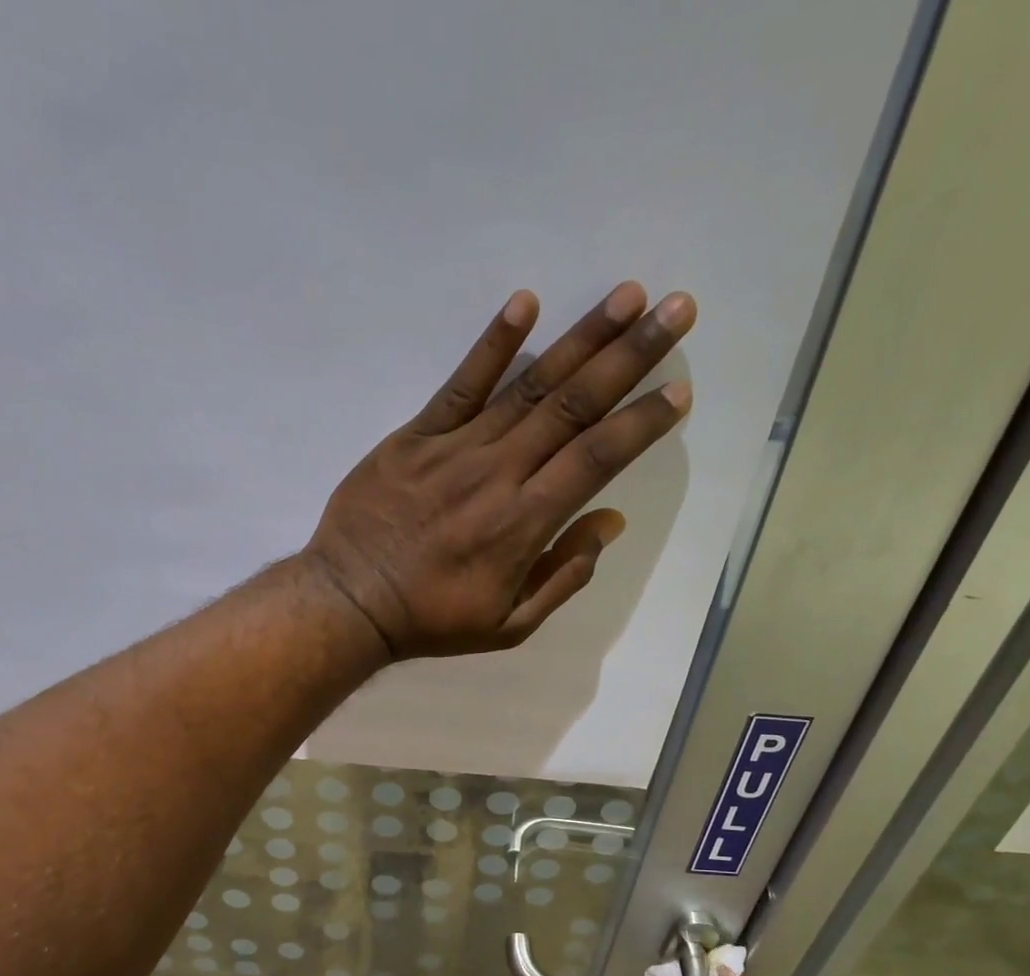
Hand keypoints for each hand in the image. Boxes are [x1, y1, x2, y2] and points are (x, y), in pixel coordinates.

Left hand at [302, 282, 695, 658]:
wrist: (351, 601)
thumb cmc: (432, 620)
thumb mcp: (508, 625)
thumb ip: (563, 577)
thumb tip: (608, 522)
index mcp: (524, 523)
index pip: (596, 459)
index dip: (640, 422)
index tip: (679, 390)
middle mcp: (498, 474)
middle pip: (573, 406)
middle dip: (630, 356)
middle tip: (676, 309)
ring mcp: (455, 448)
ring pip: (528, 386)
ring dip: (581, 338)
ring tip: (626, 296)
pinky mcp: (415, 436)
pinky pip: (459, 384)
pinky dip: (492, 344)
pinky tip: (525, 304)